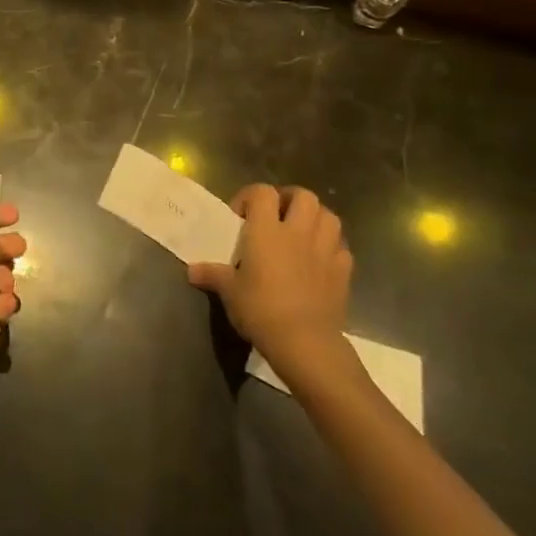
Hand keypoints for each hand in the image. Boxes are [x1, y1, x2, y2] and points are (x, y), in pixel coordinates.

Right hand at [189, 184, 351, 373]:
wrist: (305, 343)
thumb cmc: (261, 310)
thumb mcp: (230, 292)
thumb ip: (213, 275)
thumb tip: (192, 271)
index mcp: (267, 230)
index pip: (262, 192)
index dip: (251, 196)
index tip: (241, 216)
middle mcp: (298, 232)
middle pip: (303, 195)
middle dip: (290, 199)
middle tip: (277, 215)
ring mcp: (325, 250)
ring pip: (328, 216)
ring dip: (315, 218)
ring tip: (301, 232)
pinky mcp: (343, 272)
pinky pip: (341, 247)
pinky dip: (332, 247)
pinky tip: (320, 259)